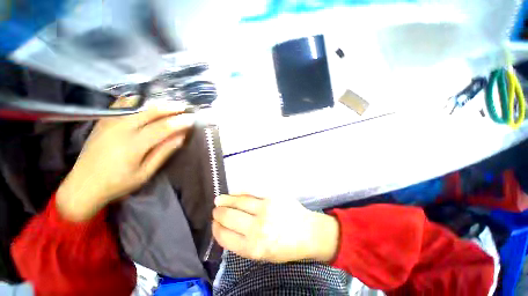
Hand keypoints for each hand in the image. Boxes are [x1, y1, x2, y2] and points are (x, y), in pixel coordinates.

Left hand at [56, 101, 193, 220]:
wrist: (83, 185)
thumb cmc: (118, 183)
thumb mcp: (145, 173)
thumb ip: (163, 152)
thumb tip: (181, 137)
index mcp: (133, 146)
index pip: (163, 127)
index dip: (180, 121)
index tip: (192, 118)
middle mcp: (120, 129)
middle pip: (150, 112)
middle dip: (171, 108)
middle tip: (185, 107)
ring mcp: (109, 122)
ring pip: (137, 105)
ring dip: (157, 103)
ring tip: (171, 105)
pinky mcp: (103, 121)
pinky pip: (122, 104)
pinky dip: (137, 100)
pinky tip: (146, 103)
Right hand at [212, 194, 339, 262]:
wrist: (308, 233)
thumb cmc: (285, 247)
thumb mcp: (263, 254)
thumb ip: (244, 244)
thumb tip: (227, 229)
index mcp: (253, 248)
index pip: (225, 236)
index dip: (216, 229)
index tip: (214, 224)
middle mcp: (257, 228)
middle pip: (229, 217)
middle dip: (218, 213)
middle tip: (215, 210)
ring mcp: (265, 209)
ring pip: (238, 202)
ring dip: (225, 200)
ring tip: (219, 199)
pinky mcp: (272, 197)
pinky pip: (251, 193)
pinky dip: (239, 193)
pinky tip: (234, 194)